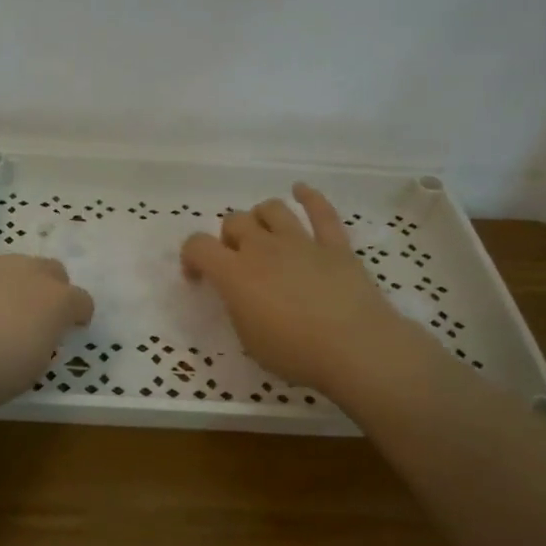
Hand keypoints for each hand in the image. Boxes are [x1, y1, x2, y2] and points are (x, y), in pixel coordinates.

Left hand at [0, 254, 94, 410]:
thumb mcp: (28, 373)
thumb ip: (39, 349)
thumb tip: (32, 340)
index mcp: (55, 302)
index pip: (82, 301)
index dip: (79, 315)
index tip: (72, 328)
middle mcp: (27, 273)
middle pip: (52, 270)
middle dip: (50, 289)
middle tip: (36, 314)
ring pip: (11, 266)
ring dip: (11, 285)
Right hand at [180, 183, 416, 393]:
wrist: (355, 349)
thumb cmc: (295, 354)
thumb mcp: (249, 338)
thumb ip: (238, 307)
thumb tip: (241, 294)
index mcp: (235, 274)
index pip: (197, 245)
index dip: (190, 257)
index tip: (197, 277)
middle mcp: (263, 248)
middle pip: (234, 221)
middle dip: (229, 238)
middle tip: (237, 262)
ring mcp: (300, 242)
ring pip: (272, 209)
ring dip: (261, 218)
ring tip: (264, 235)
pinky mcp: (335, 246)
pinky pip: (322, 212)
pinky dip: (310, 197)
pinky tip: (301, 191)